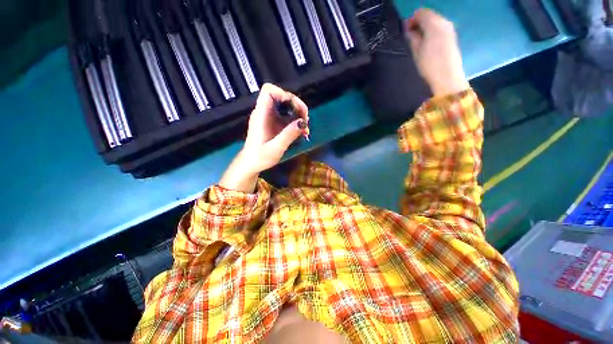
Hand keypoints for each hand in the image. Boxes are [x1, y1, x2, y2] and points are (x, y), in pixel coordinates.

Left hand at [219, 83, 307, 192]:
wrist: (251, 165)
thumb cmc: (259, 158)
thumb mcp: (275, 149)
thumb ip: (288, 135)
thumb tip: (303, 122)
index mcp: (261, 115)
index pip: (268, 91)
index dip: (283, 94)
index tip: (295, 108)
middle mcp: (265, 112)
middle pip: (282, 97)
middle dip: (297, 106)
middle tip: (306, 121)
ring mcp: (269, 118)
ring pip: (286, 107)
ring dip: (298, 115)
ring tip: (305, 129)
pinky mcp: (274, 124)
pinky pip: (286, 117)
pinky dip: (295, 122)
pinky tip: (301, 133)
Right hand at [404, 9, 469, 96]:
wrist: (447, 78)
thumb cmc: (429, 65)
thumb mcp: (416, 51)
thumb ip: (412, 37)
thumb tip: (408, 30)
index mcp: (434, 24)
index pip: (420, 12)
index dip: (411, 20)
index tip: (404, 32)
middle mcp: (444, 22)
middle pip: (429, 15)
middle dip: (418, 23)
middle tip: (409, 37)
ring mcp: (450, 29)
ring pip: (434, 21)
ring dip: (425, 28)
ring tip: (417, 42)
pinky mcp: (452, 37)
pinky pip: (440, 28)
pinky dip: (432, 32)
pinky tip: (427, 44)